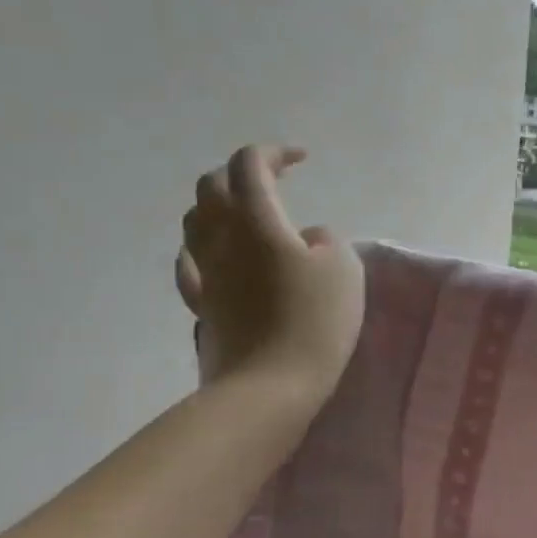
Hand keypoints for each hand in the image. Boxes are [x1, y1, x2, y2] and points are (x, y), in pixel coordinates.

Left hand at [176, 145, 364, 401]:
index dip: (274, 153)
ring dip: (220, 206)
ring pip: (195, 221)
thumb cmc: (315, 321)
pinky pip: (192, 263)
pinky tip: (219, 257)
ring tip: (249, 216)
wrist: (271, 384)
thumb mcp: (344, 269)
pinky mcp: (202, 304)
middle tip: (275, 180)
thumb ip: (327, 240)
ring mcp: (205, 272)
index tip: (302, 159)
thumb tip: (306, 238)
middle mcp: (221, 238)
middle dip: (242, 173)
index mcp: (257, 221)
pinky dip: (207, 248)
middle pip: (212, 186)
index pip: (250, 165)